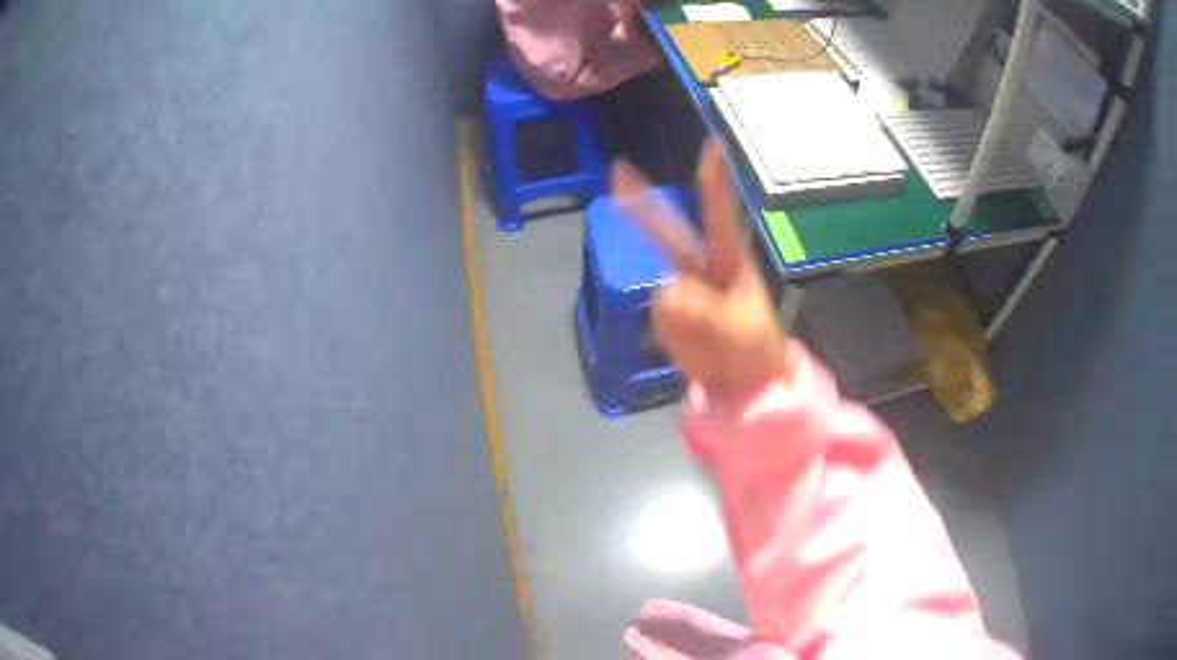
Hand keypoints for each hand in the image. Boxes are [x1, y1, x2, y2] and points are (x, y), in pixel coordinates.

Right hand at [611, 140, 795, 400]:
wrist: (744, 382)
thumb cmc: (756, 347)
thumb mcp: (741, 330)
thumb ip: (705, 311)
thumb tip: (666, 290)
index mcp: (729, 260)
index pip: (720, 216)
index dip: (715, 183)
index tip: (713, 147)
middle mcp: (700, 267)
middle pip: (667, 231)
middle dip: (643, 204)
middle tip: (618, 171)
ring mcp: (680, 291)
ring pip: (665, 296)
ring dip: (686, 323)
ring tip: (714, 344)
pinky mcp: (667, 315)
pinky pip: (660, 319)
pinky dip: (677, 338)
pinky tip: (698, 348)